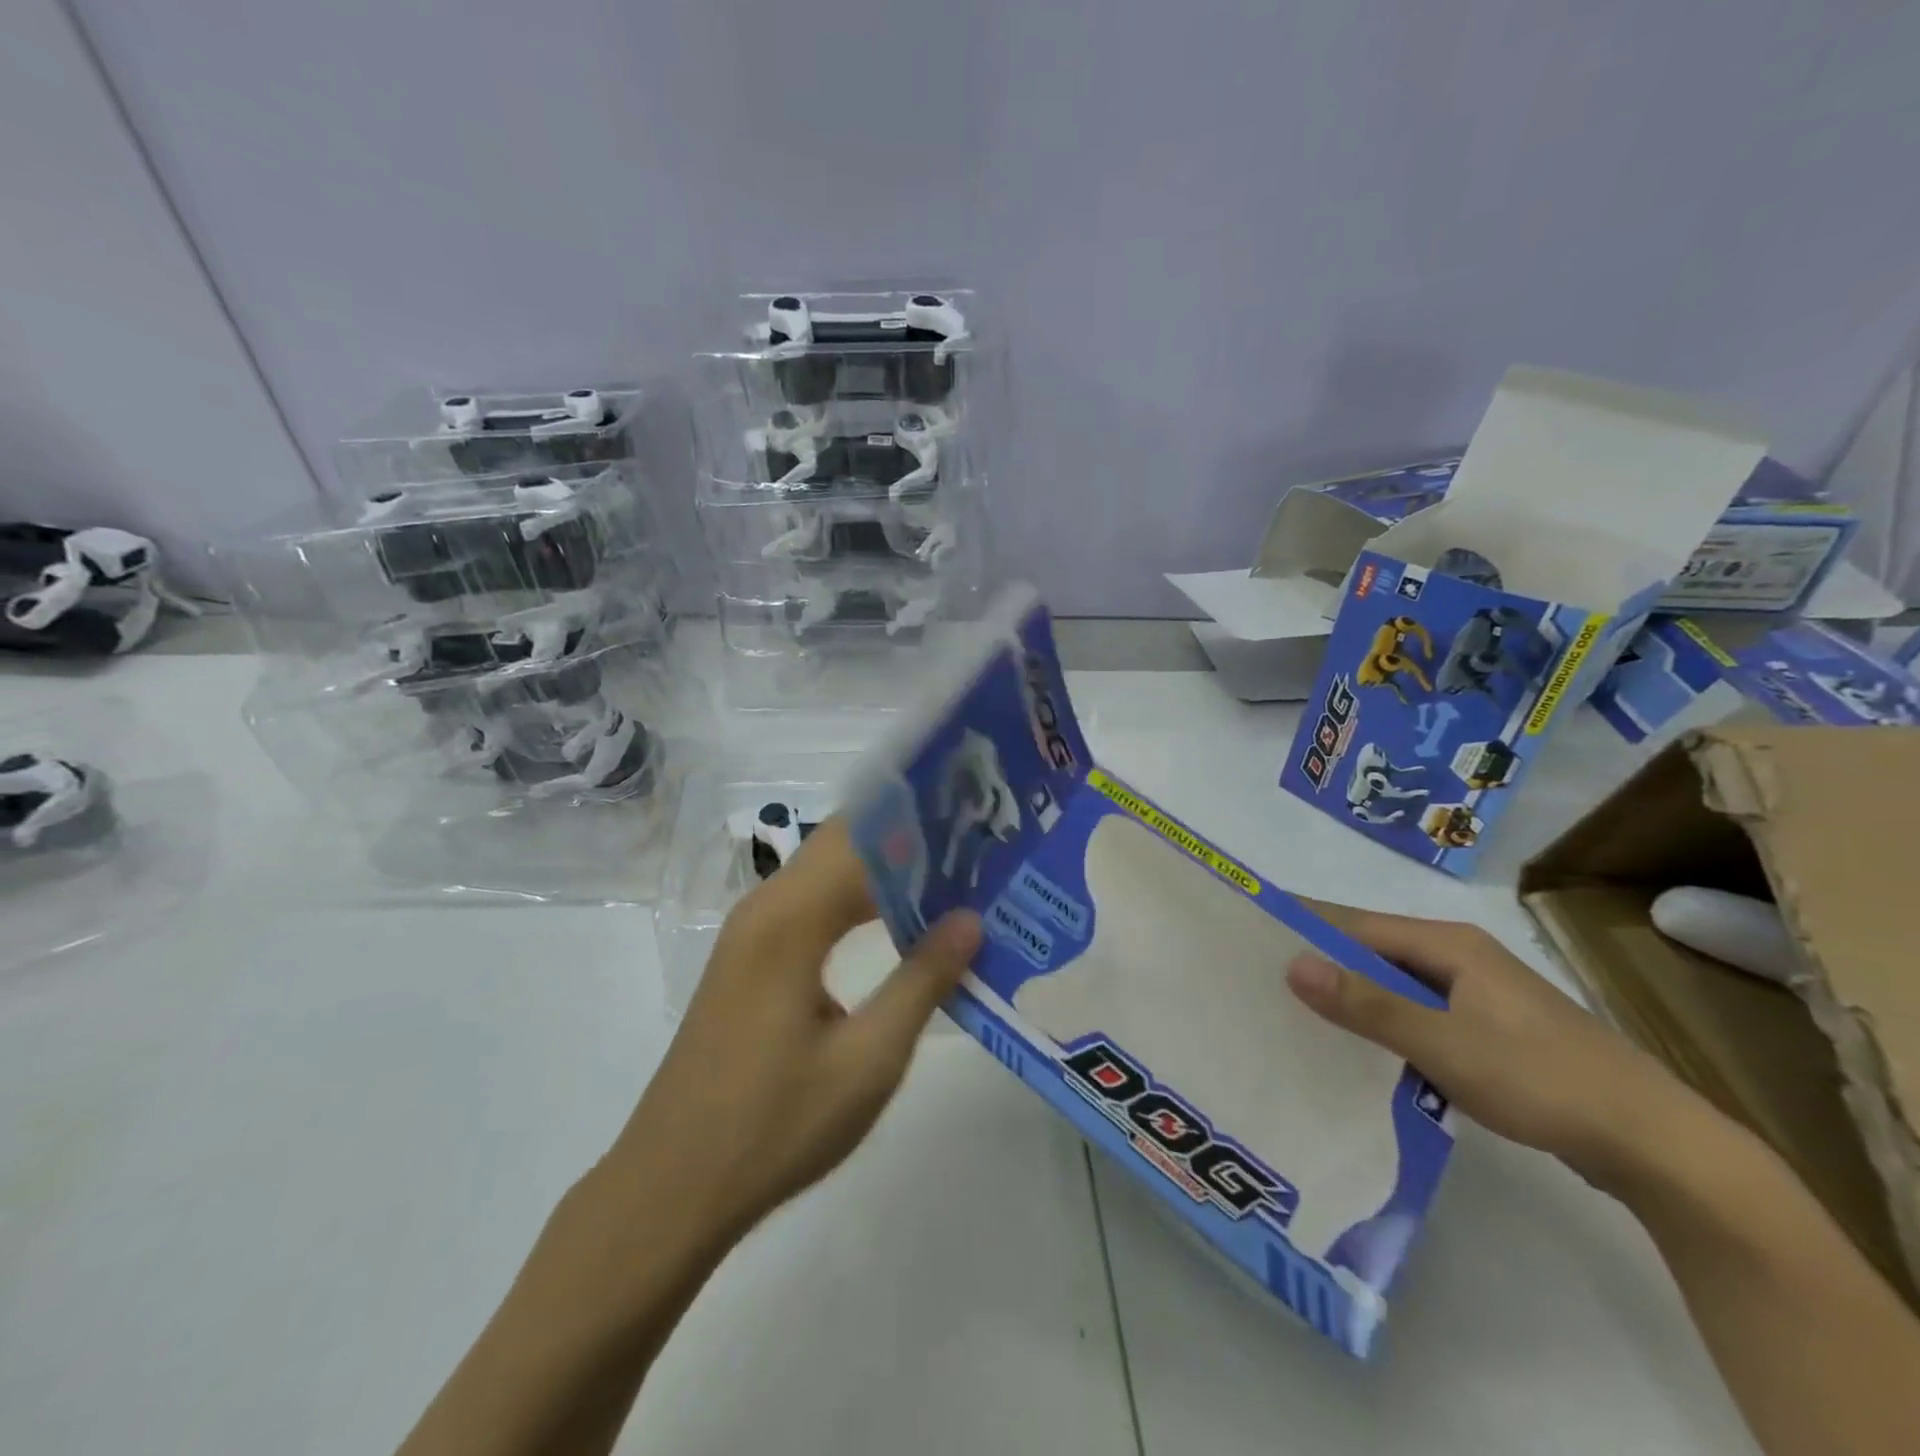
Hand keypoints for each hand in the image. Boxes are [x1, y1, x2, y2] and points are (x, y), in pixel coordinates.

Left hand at [608, 818, 981, 1243]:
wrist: (673, 1185)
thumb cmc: (775, 1125)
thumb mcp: (867, 1060)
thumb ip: (922, 981)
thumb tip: (970, 918)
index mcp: (790, 920)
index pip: (863, 839)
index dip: (919, 827)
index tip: (975, 827)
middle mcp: (765, 908)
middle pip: (842, 844)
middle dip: (906, 838)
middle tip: (974, 847)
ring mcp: (751, 932)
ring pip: (825, 872)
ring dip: (883, 868)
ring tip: (950, 874)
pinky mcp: (748, 958)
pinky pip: (811, 903)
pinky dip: (857, 898)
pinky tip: (897, 918)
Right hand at [1287, 907, 1695, 1190]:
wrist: (1656, 1146)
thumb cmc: (1543, 1080)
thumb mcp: (1444, 1043)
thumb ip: (1367, 1004)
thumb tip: (1291, 962)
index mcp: (1446, 943)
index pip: (1353, 922)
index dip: (1302, 926)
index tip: (1249, 935)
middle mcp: (1456, 957)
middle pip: (1370, 950)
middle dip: (1318, 962)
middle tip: (1258, 980)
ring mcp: (1474, 994)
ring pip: (1391, 985)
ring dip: (1349, 996)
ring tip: (1291, 1013)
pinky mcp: (1485, 1030)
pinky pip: (1414, 1014)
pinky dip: (1380, 1023)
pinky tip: (1354, 1049)